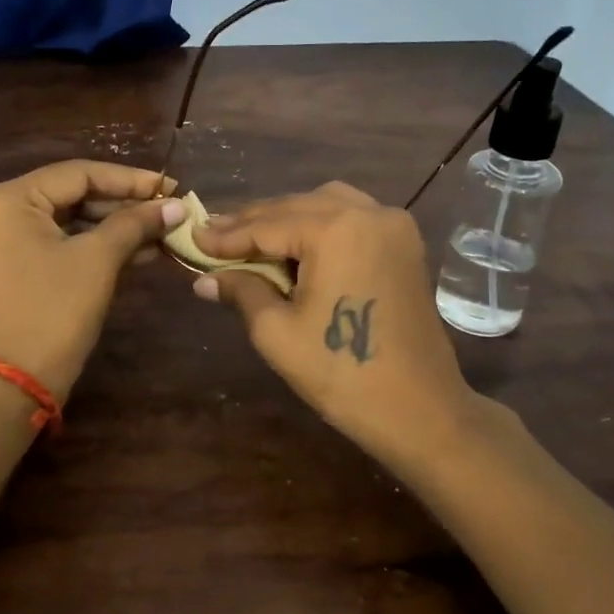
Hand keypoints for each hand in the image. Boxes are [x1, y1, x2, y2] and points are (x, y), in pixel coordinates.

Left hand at [0, 162, 184, 401]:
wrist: (12, 385)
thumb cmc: (55, 313)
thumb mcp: (98, 261)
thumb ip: (136, 224)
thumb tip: (175, 205)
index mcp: (4, 200)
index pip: (76, 174)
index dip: (128, 180)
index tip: (167, 187)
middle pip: (66, 196)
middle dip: (119, 206)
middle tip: (163, 211)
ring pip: (58, 222)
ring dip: (106, 229)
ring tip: (155, 234)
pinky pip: (45, 244)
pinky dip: (83, 247)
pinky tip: (129, 253)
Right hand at [193, 183, 476, 461]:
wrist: (419, 409)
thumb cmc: (341, 372)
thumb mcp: (277, 332)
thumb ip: (242, 290)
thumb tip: (203, 279)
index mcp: (337, 230)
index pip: (268, 225)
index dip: (227, 235)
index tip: (194, 237)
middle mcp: (369, 212)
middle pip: (296, 206)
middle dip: (253, 223)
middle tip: (214, 235)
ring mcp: (393, 225)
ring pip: (326, 204)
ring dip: (287, 218)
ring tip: (252, 239)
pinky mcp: (405, 244)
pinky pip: (353, 217)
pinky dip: (320, 225)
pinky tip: (296, 245)